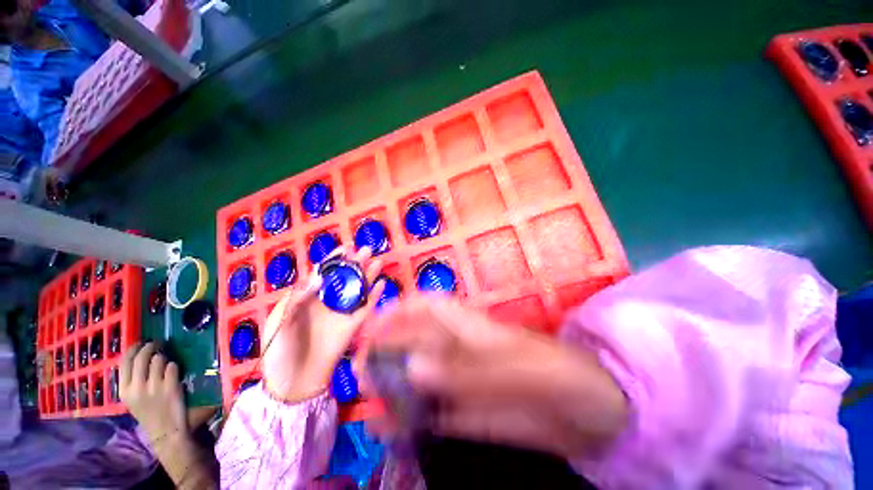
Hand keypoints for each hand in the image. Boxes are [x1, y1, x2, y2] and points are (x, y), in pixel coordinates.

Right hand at [119, 342, 186, 445]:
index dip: (134, 348)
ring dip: (164, 357)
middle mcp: (136, 387)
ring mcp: (154, 387)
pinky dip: (174, 366)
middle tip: (158, 343)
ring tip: (166, 362)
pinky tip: (174, 372)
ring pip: (159, 359)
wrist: (165, 431)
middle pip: (142, 356)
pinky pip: (173, 366)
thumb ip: (132, 380)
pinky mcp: (171, 387)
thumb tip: (138, 355)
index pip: (125, 361)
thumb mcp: (132, 398)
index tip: (141, 342)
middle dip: (151, 346)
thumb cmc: (149, 413)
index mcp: (124, 390)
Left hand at [262, 247, 384, 401]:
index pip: (324, 272)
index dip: (335, 259)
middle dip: (356, 263)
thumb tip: (317, 275)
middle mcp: (328, 301)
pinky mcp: (352, 326)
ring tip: (378, 261)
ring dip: (368, 276)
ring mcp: (341, 313)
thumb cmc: (281, 350)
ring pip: (358, 289)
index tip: (346, 246)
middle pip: (345, 278)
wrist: (293, 382)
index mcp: (308, 297)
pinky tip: (382, 285)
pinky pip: (366, 308)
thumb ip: (298, 298)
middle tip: (367, 249)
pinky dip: (375, 296)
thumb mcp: (281, 321)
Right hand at [359, 296, 627, 457]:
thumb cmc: (564, 374)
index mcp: (473, 329)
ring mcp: (466, 383)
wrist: (600, 412)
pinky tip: (389, 426)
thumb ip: (470, 370)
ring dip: (393, 384)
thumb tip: (415, 365)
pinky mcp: (471, 413)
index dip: (400, 310)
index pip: (429, 307)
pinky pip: (435, 412)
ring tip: (364, 399)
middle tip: (358, 369)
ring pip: (421, 377)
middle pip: (417, 341)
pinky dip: (411, 417)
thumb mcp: (522, 368)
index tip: (371, 324)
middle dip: (387, 349)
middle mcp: (462, 350)